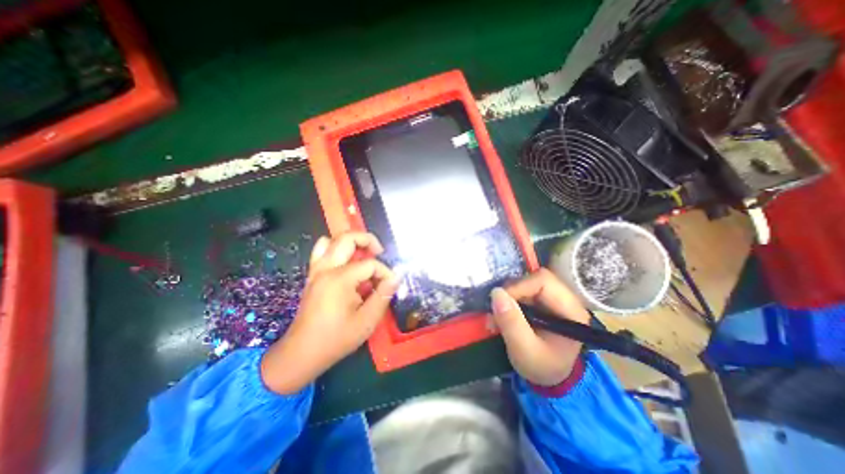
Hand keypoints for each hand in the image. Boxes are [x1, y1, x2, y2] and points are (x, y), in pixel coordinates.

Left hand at [261, 232, 399, 391]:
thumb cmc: (336, 339)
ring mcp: (316, 270)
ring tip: (363, 255)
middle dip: (368, 241)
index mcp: (340, 279)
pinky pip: (321, 251)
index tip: (391, 285)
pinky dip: (335, 249)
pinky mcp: (312, 276)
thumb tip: (396, 276)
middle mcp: (326, 268)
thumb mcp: (367, 321)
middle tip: (379, 253)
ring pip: (331, 240)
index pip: (370, 264)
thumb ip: (383, 295)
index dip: (385, 272)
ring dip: (350, 243)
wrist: (301, 353)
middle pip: (347, 238)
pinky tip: (346, 264)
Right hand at [494, 268, 588, 387]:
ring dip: (507, 297)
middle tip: (495, 311)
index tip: (499, 303)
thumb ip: (511, 323)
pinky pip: (522, 289)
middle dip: (511, 292)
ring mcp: (553, 297)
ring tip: (496, 317)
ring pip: (526, 282)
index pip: (543, 281)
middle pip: (534, 278)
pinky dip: (508, 300)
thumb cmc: (542, 367)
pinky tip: (502, 314)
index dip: (518, 287)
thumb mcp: (524, 350)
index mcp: (570, 310)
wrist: (549, 377)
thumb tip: (496, 293)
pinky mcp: (542, 300)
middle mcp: (565, 298)